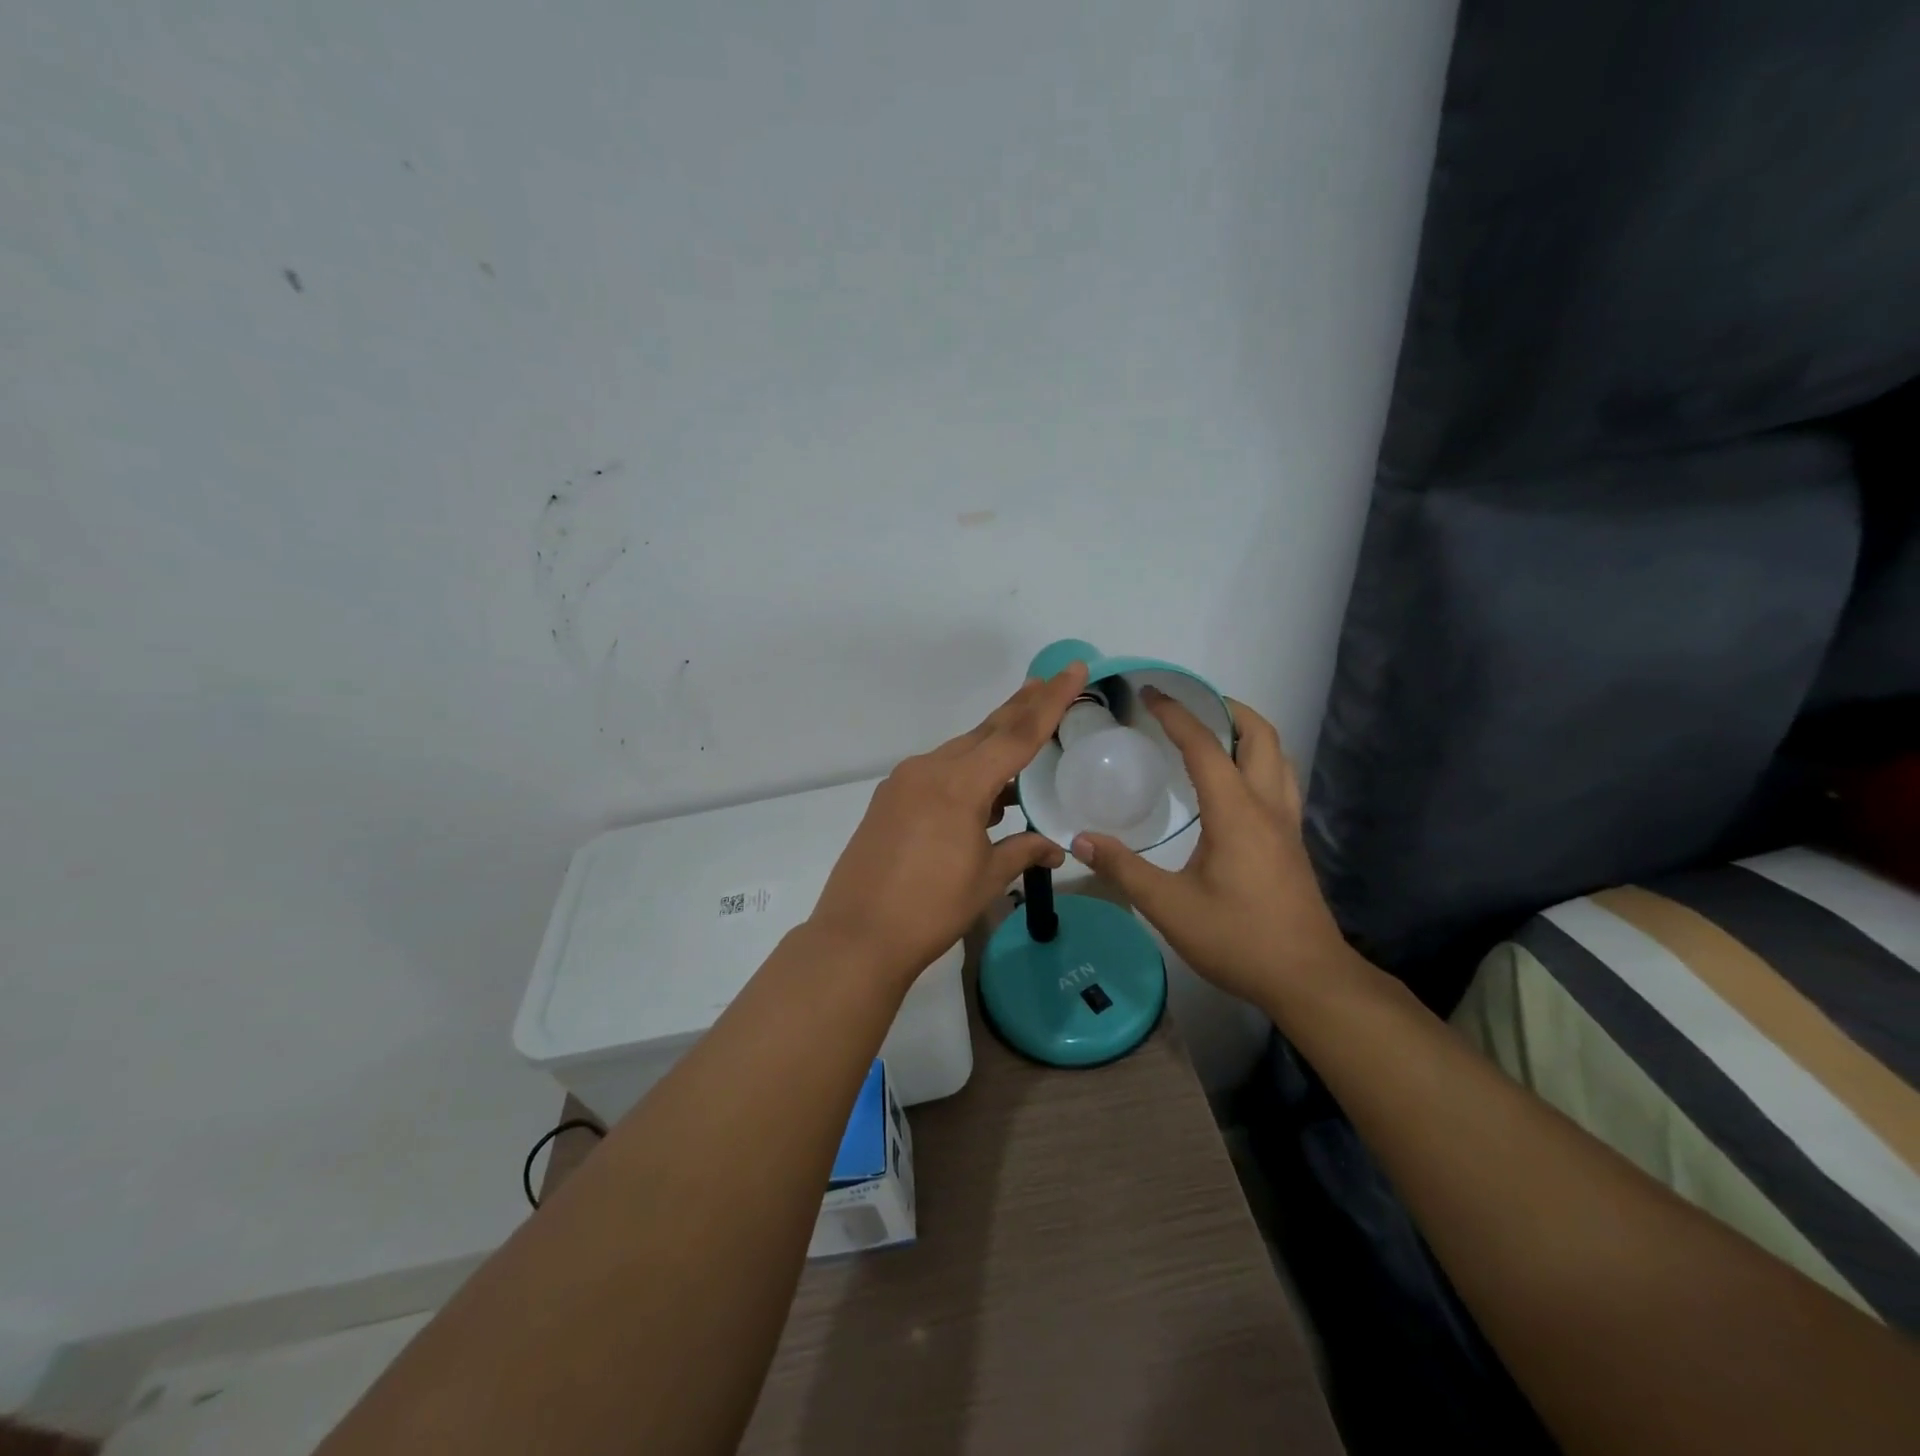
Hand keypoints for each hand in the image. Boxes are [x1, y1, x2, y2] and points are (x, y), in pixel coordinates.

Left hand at [809, 662, 1089, 985]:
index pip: (1017, 735)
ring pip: (960, 752)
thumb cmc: (931, 908)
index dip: (1050, 702)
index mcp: (959, 784)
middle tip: (1050, 681)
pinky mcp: (889, 799)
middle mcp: (929, 769)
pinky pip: (937, 773)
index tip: (1073, 670)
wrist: (858, 936)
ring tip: (1024, 737)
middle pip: (986, 732)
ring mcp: (904, 783)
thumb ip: (1023, 850)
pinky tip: (983, 792)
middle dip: (1021, 707)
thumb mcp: (986, 878)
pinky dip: (966, 773)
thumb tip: (1057, 846)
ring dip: (993, 745)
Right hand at [1069, 689, 1356, 1012]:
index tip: (1150, 693)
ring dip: (1247, 732)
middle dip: (1226, 708)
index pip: (1205, 747)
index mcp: (1236, 812)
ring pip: (1278, 756)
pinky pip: (1279, 781)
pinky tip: (1232, 784)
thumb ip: (1123, 869)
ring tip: (1212, 733)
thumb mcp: (1169, 907)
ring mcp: (1287, 824)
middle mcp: (1268, 806)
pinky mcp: (1292, 842)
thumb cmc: (1238, 939)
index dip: (1176, 715)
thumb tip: (1080, 839)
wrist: (1309, 979)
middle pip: (1260, 735)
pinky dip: (1257, 761)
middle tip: (1189, 705)